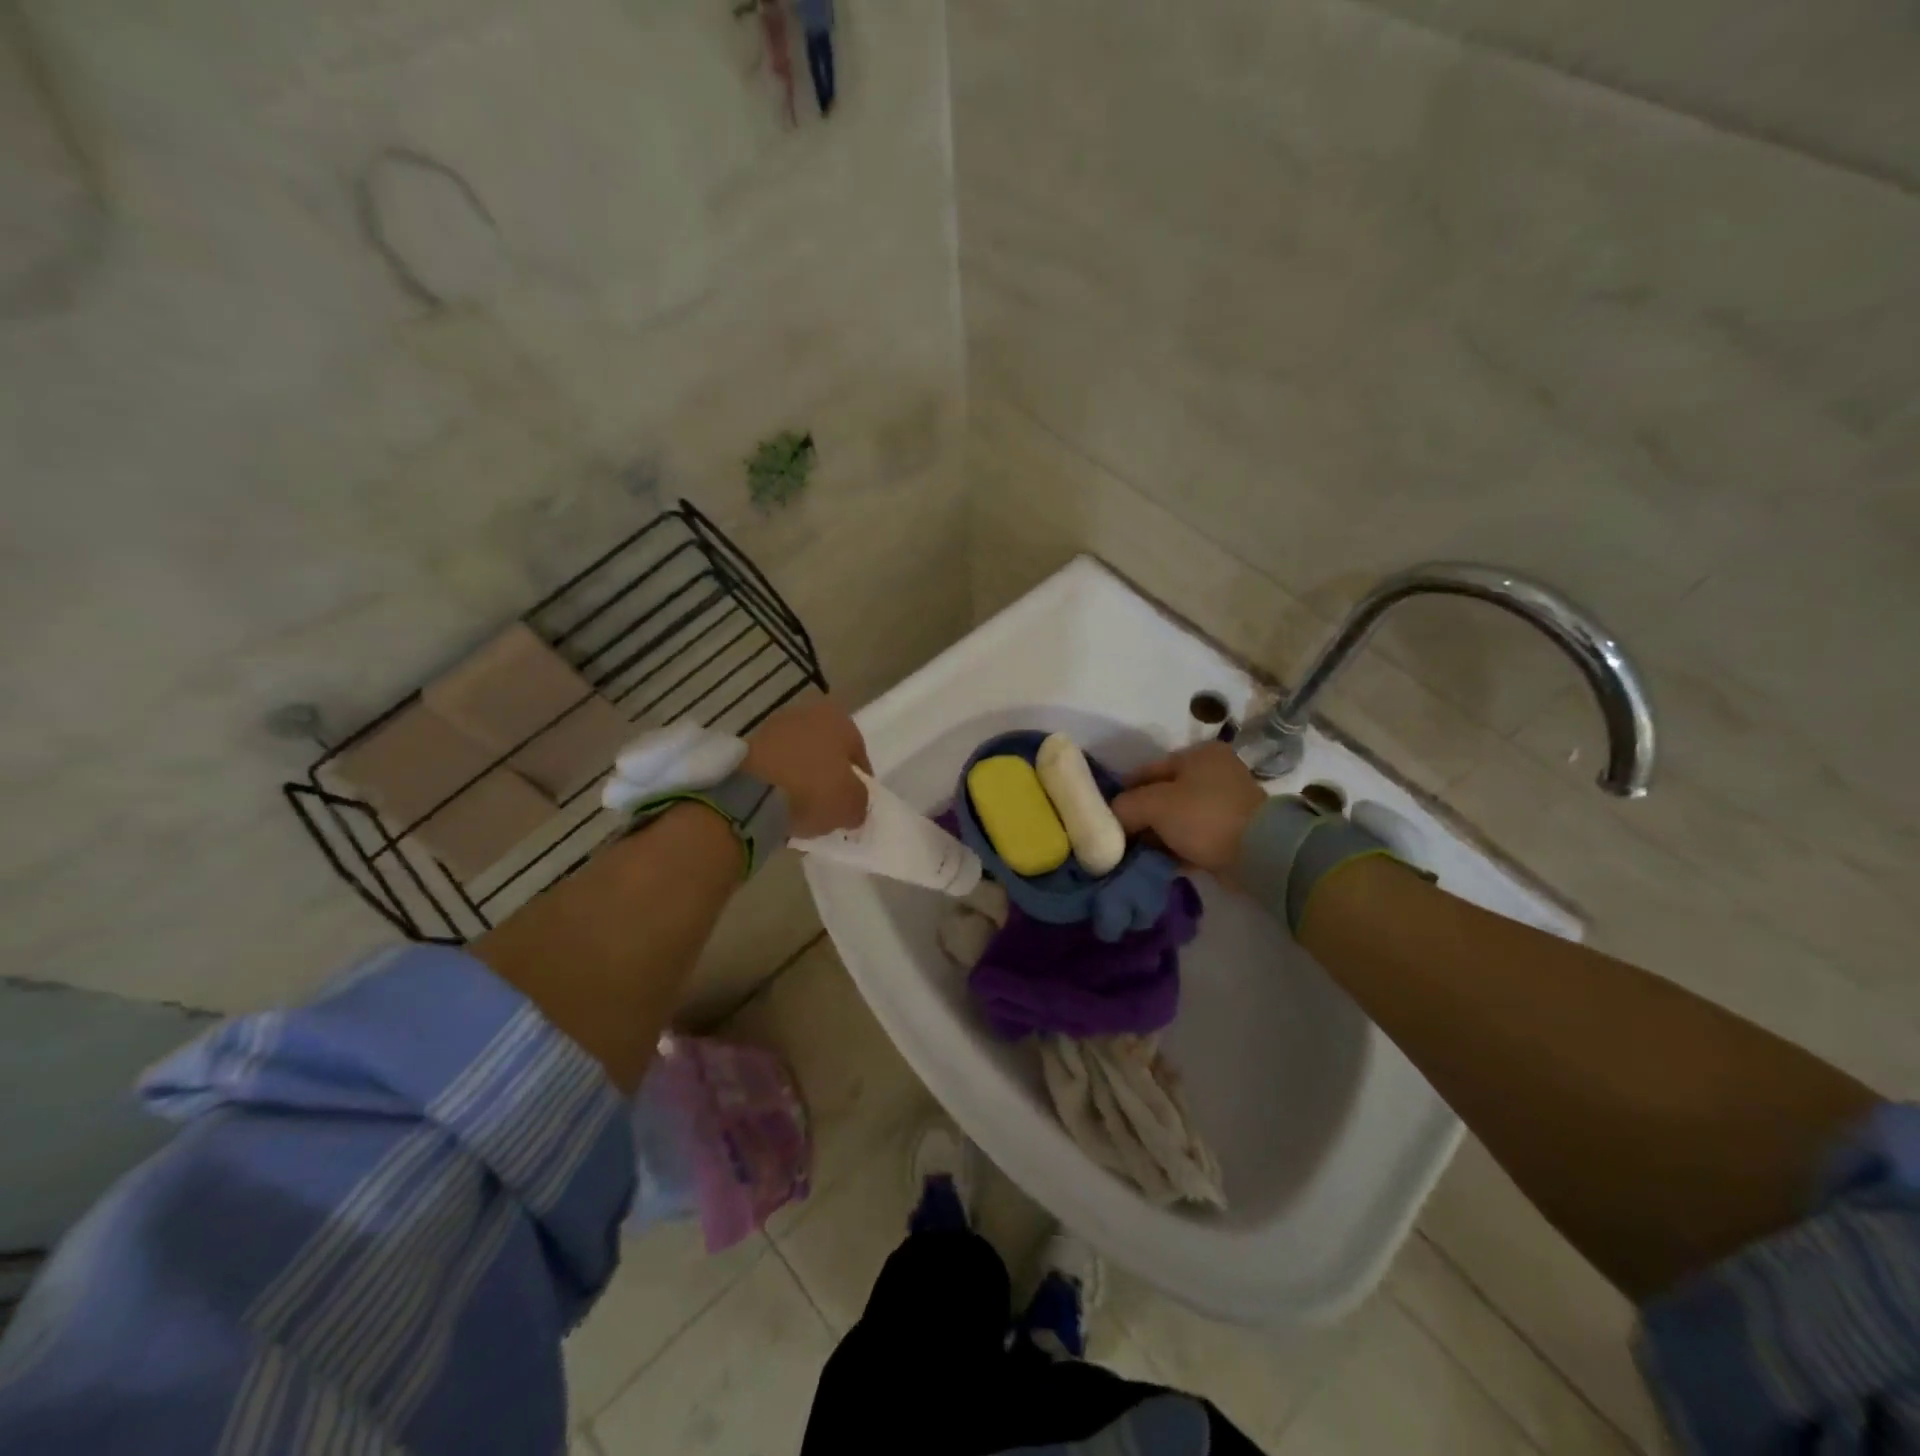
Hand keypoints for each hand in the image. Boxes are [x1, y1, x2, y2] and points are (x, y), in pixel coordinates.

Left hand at [742, 696, 870, 838]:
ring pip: (799, 756)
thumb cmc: (814, 789)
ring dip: (803, 776)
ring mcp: (774, 727)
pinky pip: (775, 765)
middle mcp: (807, 713)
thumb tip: (854, 806)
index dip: (860, 781)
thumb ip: (860, 802)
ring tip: (803, 807)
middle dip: (829, 774)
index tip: (856, 803)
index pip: (858, 753)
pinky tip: (780, 803)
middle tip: (830, 803)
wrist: (752, 794)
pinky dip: (780, 781)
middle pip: (826, 751)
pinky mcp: (748, 744)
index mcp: (839, 718)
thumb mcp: (852, 804)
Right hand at [1110, 741, 1265, 873]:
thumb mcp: (1154, 805)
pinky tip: (1158, 862)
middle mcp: (1215, 772)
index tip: (1108, 816)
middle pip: (1163, 794)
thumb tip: (1113, 816)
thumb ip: (1126, 805)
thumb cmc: (1203, 816)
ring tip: (1137, 853)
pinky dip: (1176, 847)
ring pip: (1178, 818)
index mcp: (1198, 754)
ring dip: (1158, 834)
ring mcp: (1226, 803)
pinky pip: (1194, 837)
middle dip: (1142, 816)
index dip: (1124, 792)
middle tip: (1121, 837)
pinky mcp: (1232, 832)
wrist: (1259, 853)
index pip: (1147, 770)